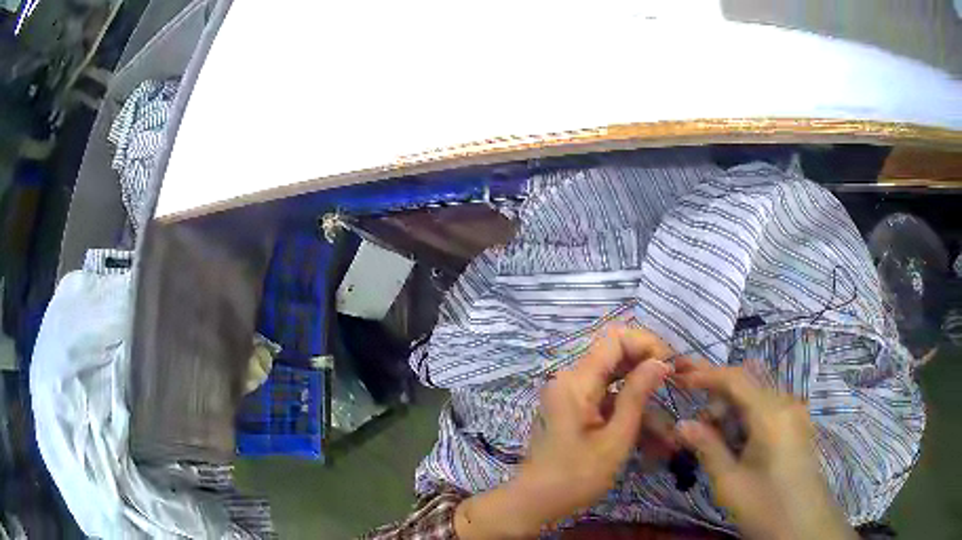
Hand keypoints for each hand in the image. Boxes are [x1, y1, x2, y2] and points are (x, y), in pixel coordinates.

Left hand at [454, 326, 672, 538]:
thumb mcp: (615, 439)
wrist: (535, 502)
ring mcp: (570, 395)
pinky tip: (652, 438)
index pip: (615, 339)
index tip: (670, 365)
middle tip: (674, 386)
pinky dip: (628, 412)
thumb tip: (660, 361)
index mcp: (576, 382)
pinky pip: (606, 400)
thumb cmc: (576, 477)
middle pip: (615, 356)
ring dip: (643, 398)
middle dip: (648, 369)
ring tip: (669, 428)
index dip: (646, 344)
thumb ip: (637, 396)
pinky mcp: (573, 409)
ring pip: (615, 381)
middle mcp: (570, 380)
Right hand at [675, 362, 856, 539]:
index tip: (679, 379)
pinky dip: (748, 419)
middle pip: (748, 384)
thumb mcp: (730, 482)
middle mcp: (787, 404)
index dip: (706, 374)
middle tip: (697, 428)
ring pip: (758, 397)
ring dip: (733, 411)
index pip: (736, 378)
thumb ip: (707, 448)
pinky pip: (769, 410)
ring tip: (715, 442)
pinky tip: (738, 445)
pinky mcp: (798, 427)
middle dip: (719, 398)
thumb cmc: (766, 505)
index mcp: (771, 413)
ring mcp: (796, 414)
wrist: (804, 526)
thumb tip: (682, 424)